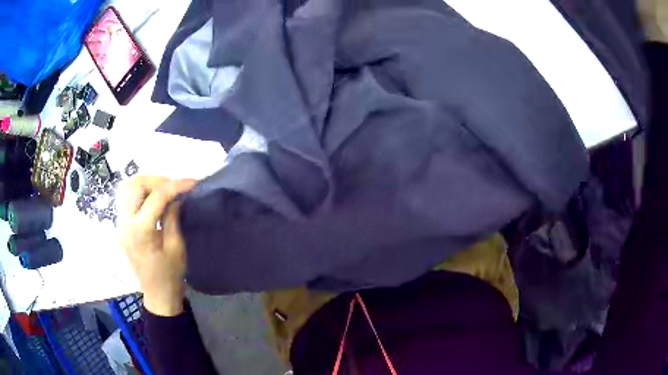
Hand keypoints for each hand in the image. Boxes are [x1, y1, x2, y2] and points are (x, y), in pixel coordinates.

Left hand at [118, 176, 195, 315]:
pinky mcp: (121, 227)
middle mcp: (125, 223)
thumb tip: (176, 196)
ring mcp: (120, 224)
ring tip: (164, 189)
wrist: (158, 295)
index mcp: (140, 230)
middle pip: (135, 185)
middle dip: (157, 180)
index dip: (175, 185)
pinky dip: (140, 193)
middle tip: (175, 186)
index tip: (192, 182)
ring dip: (146, 184)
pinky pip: (127, 200)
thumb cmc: (170, 275)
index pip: (156, 196)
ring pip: (127, 189)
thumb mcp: (177, 246)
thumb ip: (173, 216)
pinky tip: (153, 199)